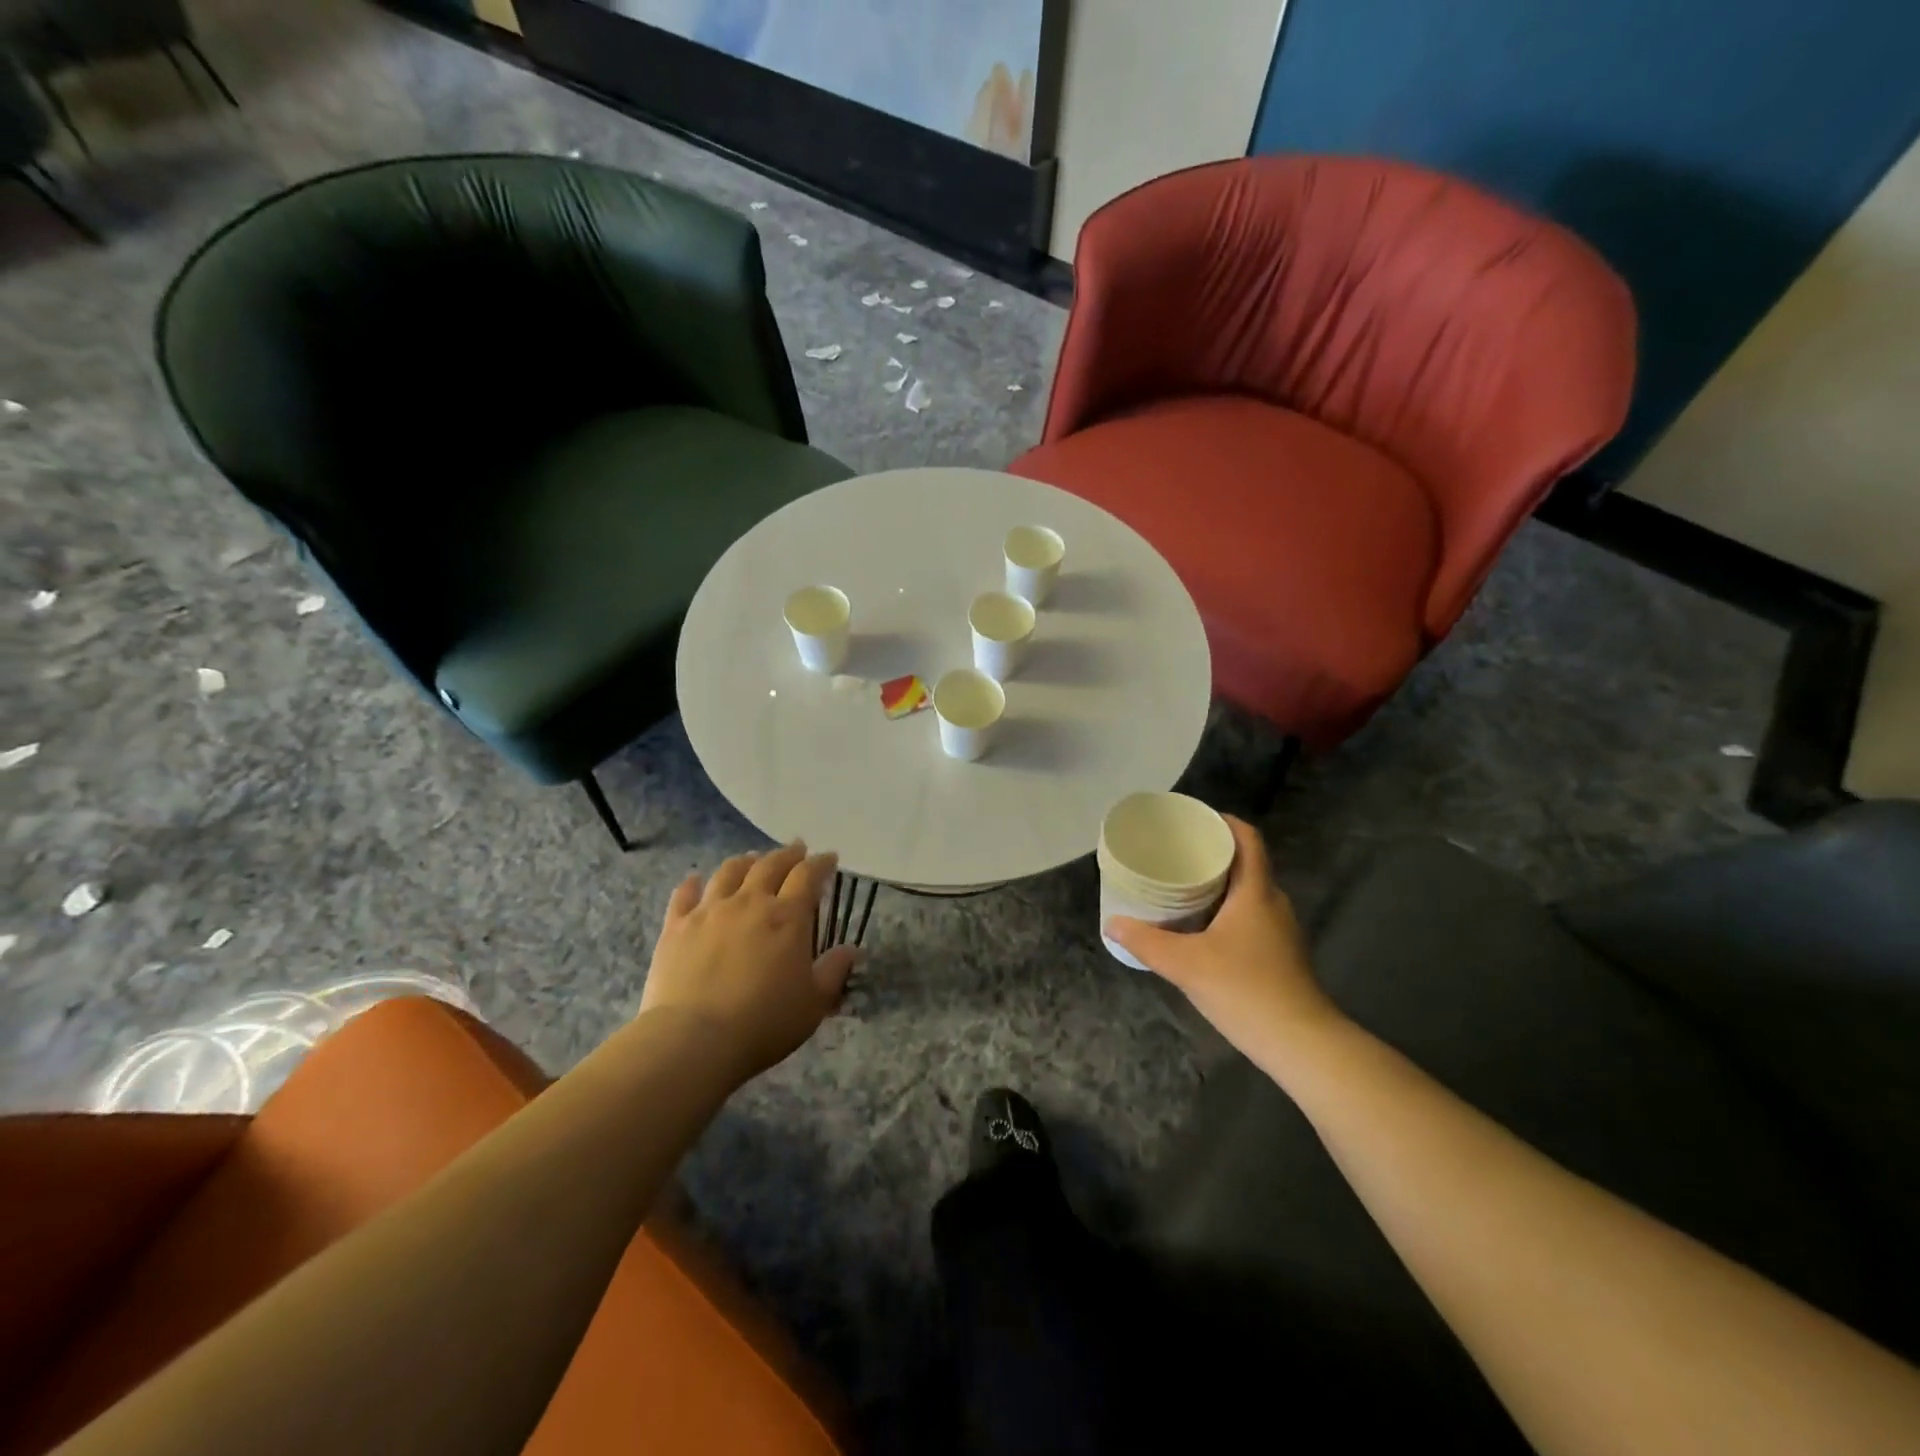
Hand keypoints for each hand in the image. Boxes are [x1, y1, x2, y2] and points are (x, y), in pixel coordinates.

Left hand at [640, 843, 857, 1084]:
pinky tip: (696, 880)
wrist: (694, 1039)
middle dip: (787, 854)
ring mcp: (709, 911)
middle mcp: (750, 902)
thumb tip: (851, 949)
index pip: (808, 875)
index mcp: (787, 917)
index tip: (829, 858)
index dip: (821, 863)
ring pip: (729, 872)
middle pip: (770, 865)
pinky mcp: (676, 927)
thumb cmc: (764, 1022)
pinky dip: (693, 884)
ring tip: (752, 859)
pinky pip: (684, 894)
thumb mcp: (813, 1003)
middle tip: (796, 849)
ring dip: (745, 861)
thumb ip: (834, 971)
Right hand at [1105, 816, 1342, 1060]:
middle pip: (1246, 864)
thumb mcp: (1186, 964)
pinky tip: (1200, 928)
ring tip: (1181, 886)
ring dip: (1218, 885)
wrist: (1302, 1045)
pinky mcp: (1280, 956)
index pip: (1248, 840)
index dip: (1224, 822)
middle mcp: (1273, 903)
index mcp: (1256, 892)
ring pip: (1247, 893)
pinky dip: (1225, 911)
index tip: (1194, 819)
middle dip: (1213, 854)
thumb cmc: (1246, 990)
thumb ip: (1146, 942)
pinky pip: (1249, 917)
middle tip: (1176, 853)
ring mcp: (1280, 931)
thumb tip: (1112, 923)